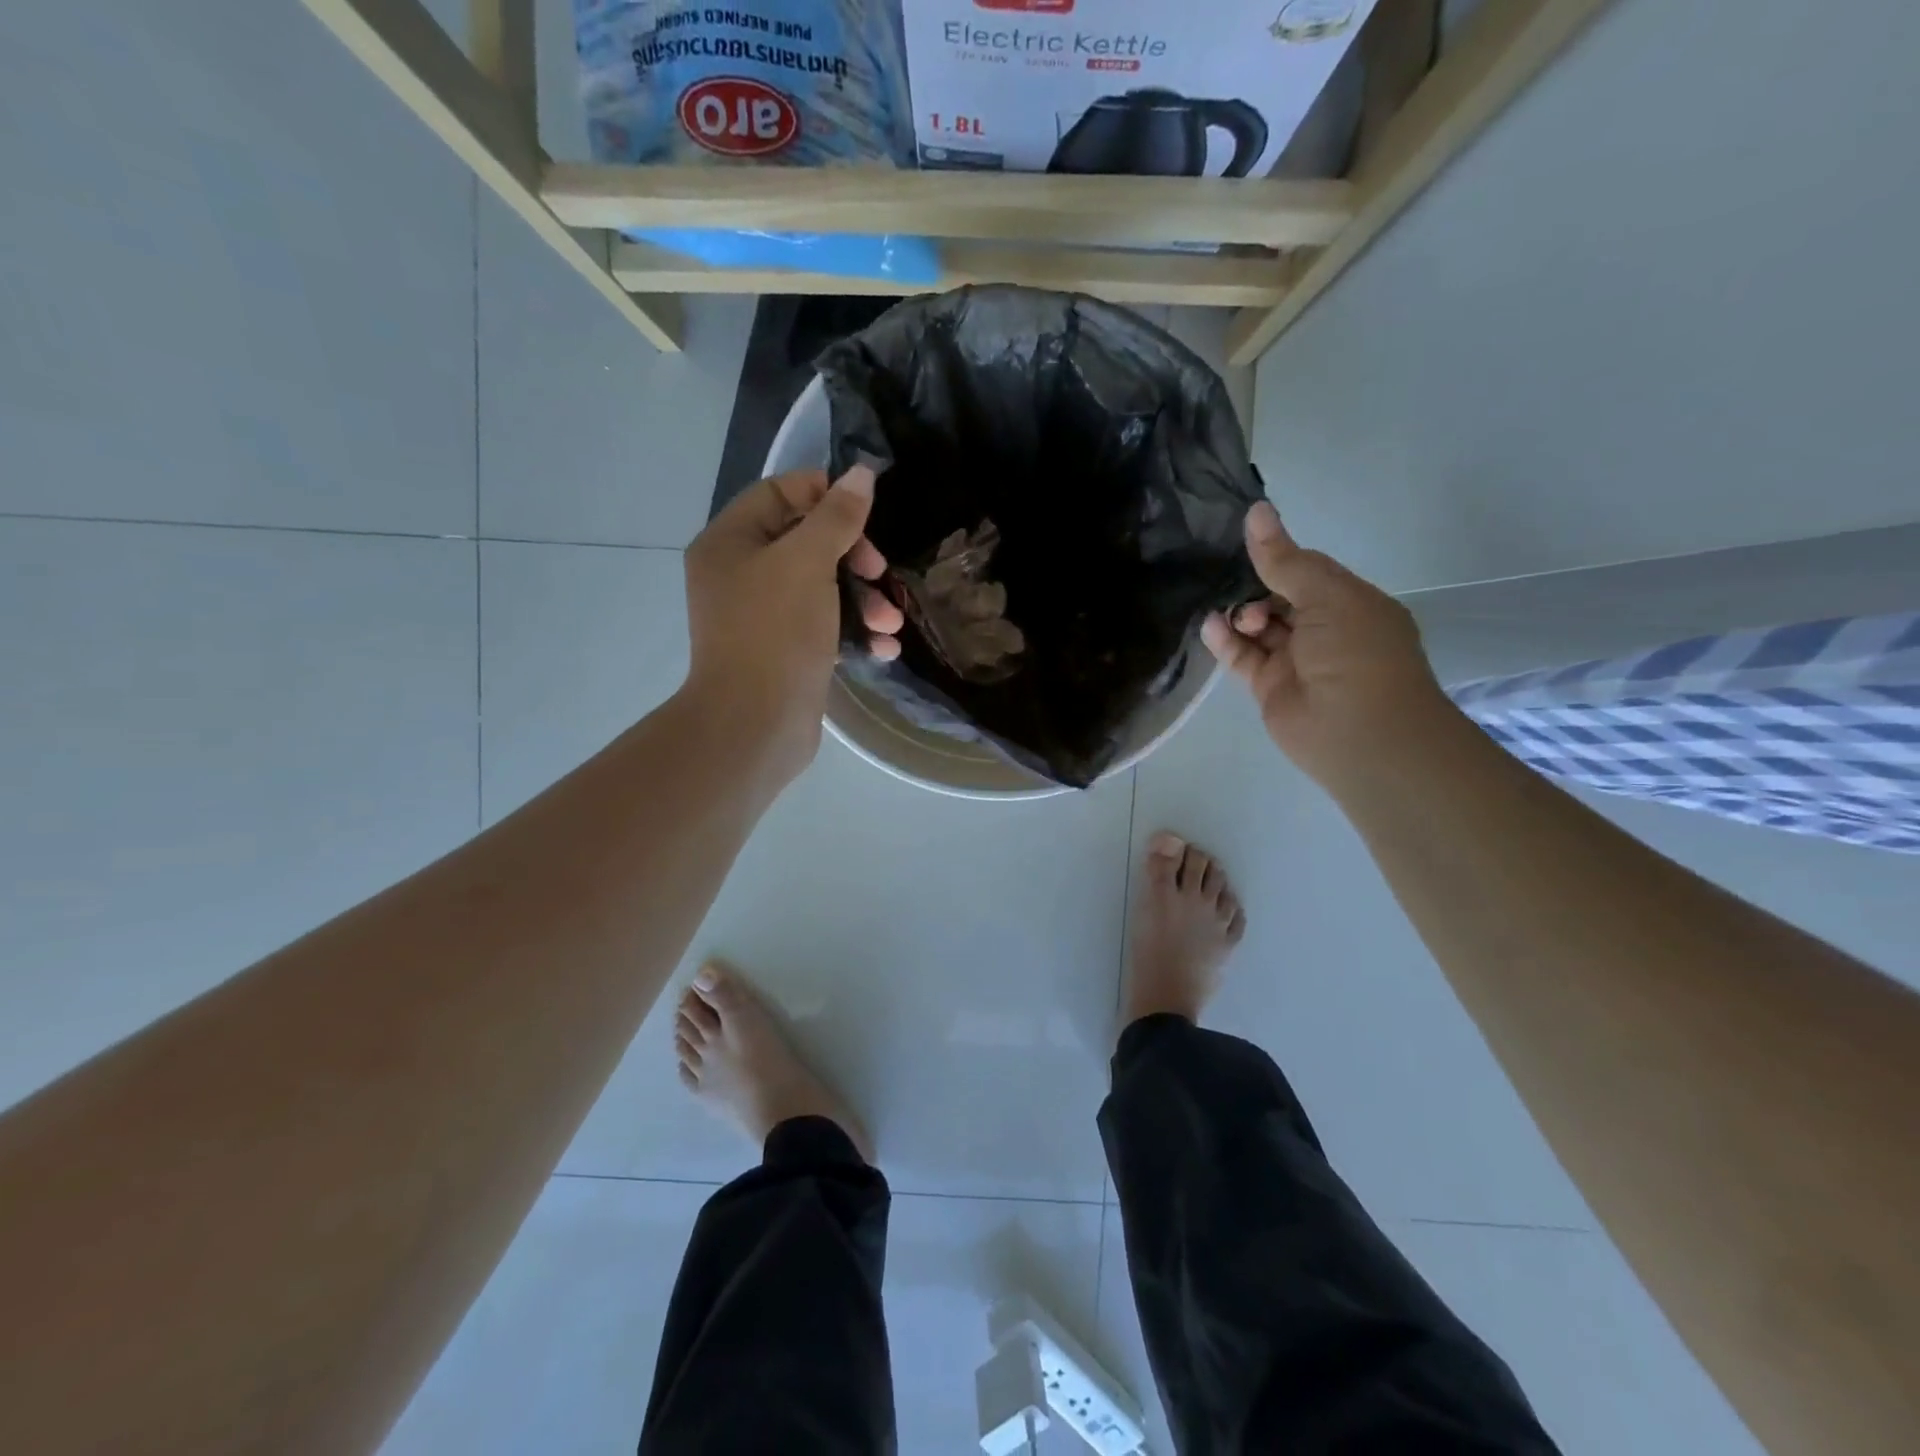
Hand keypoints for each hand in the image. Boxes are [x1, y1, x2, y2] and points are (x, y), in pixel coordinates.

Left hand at [683, 465, 903, 772]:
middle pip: (806, 542)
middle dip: (854, 557)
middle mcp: (740, 575)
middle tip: (880, 573)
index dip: (825, 495)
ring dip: (863, 600)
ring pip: (821, 588)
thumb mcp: (808, 563)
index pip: (779, 494)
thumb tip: (861, 474)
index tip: (865, 513)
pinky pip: (823, 627)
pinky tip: (884, 648)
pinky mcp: (784, 653)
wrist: (755, 726)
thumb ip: (836, 516)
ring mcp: (761, 618)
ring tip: (892, 624)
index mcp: (730, 542)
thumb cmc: (775, 632)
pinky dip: (853, 632)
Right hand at [1201, 501, 1454, 793]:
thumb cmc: (1356, 654)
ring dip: (1239, 614)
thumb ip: (1284, 559)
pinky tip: (1211, 625)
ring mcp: (1296, 660)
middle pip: (1279, 598)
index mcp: (1350, 603)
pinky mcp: (1270, 687)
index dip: (1279, 557)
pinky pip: (1243, 657)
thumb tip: (1256, 510)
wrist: (1359, 734)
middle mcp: (1324, 630)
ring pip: (1258, 628)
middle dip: (1254, 587)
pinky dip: (1226, 641)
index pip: (1308, 571)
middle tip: (1233, 582)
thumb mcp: (1326, 596)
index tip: (1245, 541)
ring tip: (1225, 610)